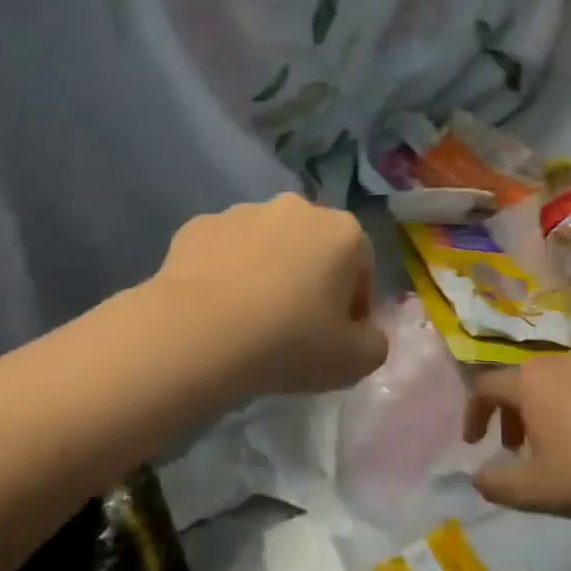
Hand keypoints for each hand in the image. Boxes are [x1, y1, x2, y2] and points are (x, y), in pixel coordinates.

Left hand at [151, 193, 388, 397]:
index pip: (362, 269)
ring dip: (267, 272)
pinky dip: (225, 272)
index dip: (354, 307)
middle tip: (295, 328)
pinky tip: (216, 308)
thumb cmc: (288, 342)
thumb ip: (374, 344)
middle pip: (314, 249)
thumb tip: (363, 333)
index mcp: (342, 232)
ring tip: (250, 319)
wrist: (196, 334)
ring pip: (266, 245)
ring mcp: (242, 212)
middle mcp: (295, 208)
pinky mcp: (197, 225)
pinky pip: (223, 251)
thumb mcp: (354, 362)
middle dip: (311, 281)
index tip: (337, 339)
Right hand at [465, 355, 570, 525]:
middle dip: (509, 414)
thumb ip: (496, 483)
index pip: (485, 387)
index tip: (474, 444)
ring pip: (555, 382)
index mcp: (530, 381)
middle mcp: (559, 363)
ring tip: (554, 446)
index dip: (473, 414)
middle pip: (520, 381)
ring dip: (542, 410)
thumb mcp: (534, 490)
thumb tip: (478, 477)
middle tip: (513, 449)